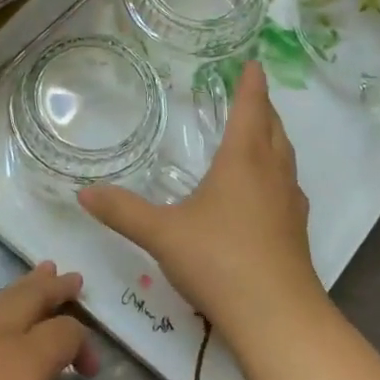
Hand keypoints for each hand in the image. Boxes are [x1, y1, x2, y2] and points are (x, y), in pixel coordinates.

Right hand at [80, 62, 321, 352]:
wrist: (275, 315)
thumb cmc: (218, 260)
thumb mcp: (161, 234)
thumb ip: (122, 211)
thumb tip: (83, 192)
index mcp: (242, 161)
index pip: (249, 109)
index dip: (251, 85)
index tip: (253, 64)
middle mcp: (272, 174)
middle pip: (273, 129)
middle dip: (264, 108)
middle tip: (253, 95)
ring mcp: (289, 204)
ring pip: (285, 158)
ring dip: (274, 139)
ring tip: (261, 135)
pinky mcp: (296, 232)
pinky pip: (287, 187)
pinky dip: (277, 174)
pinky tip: (265, 193)